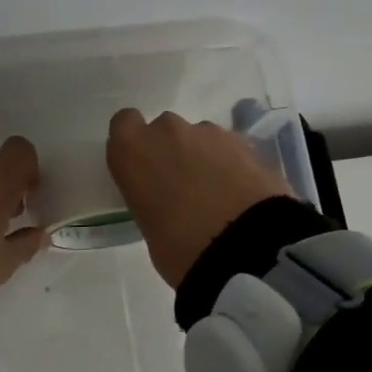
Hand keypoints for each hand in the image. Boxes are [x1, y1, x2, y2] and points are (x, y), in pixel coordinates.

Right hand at [106, 110, 292, 288]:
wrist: (246, 248)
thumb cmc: (180, 248)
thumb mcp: (150, 230)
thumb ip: (153, 202)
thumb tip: (168, 205)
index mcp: (133, 151)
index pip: (124, 124)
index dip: (135, 144)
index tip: (143, 168)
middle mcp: (167, 131)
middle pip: (165, 130)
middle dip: (171, 151)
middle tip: (181, 187)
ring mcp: (210, 133)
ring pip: (200, 138)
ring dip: (203, 158)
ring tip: (217, 195)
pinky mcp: (247, 143)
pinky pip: (230, 150)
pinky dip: (232, 166)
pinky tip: (240, 195)